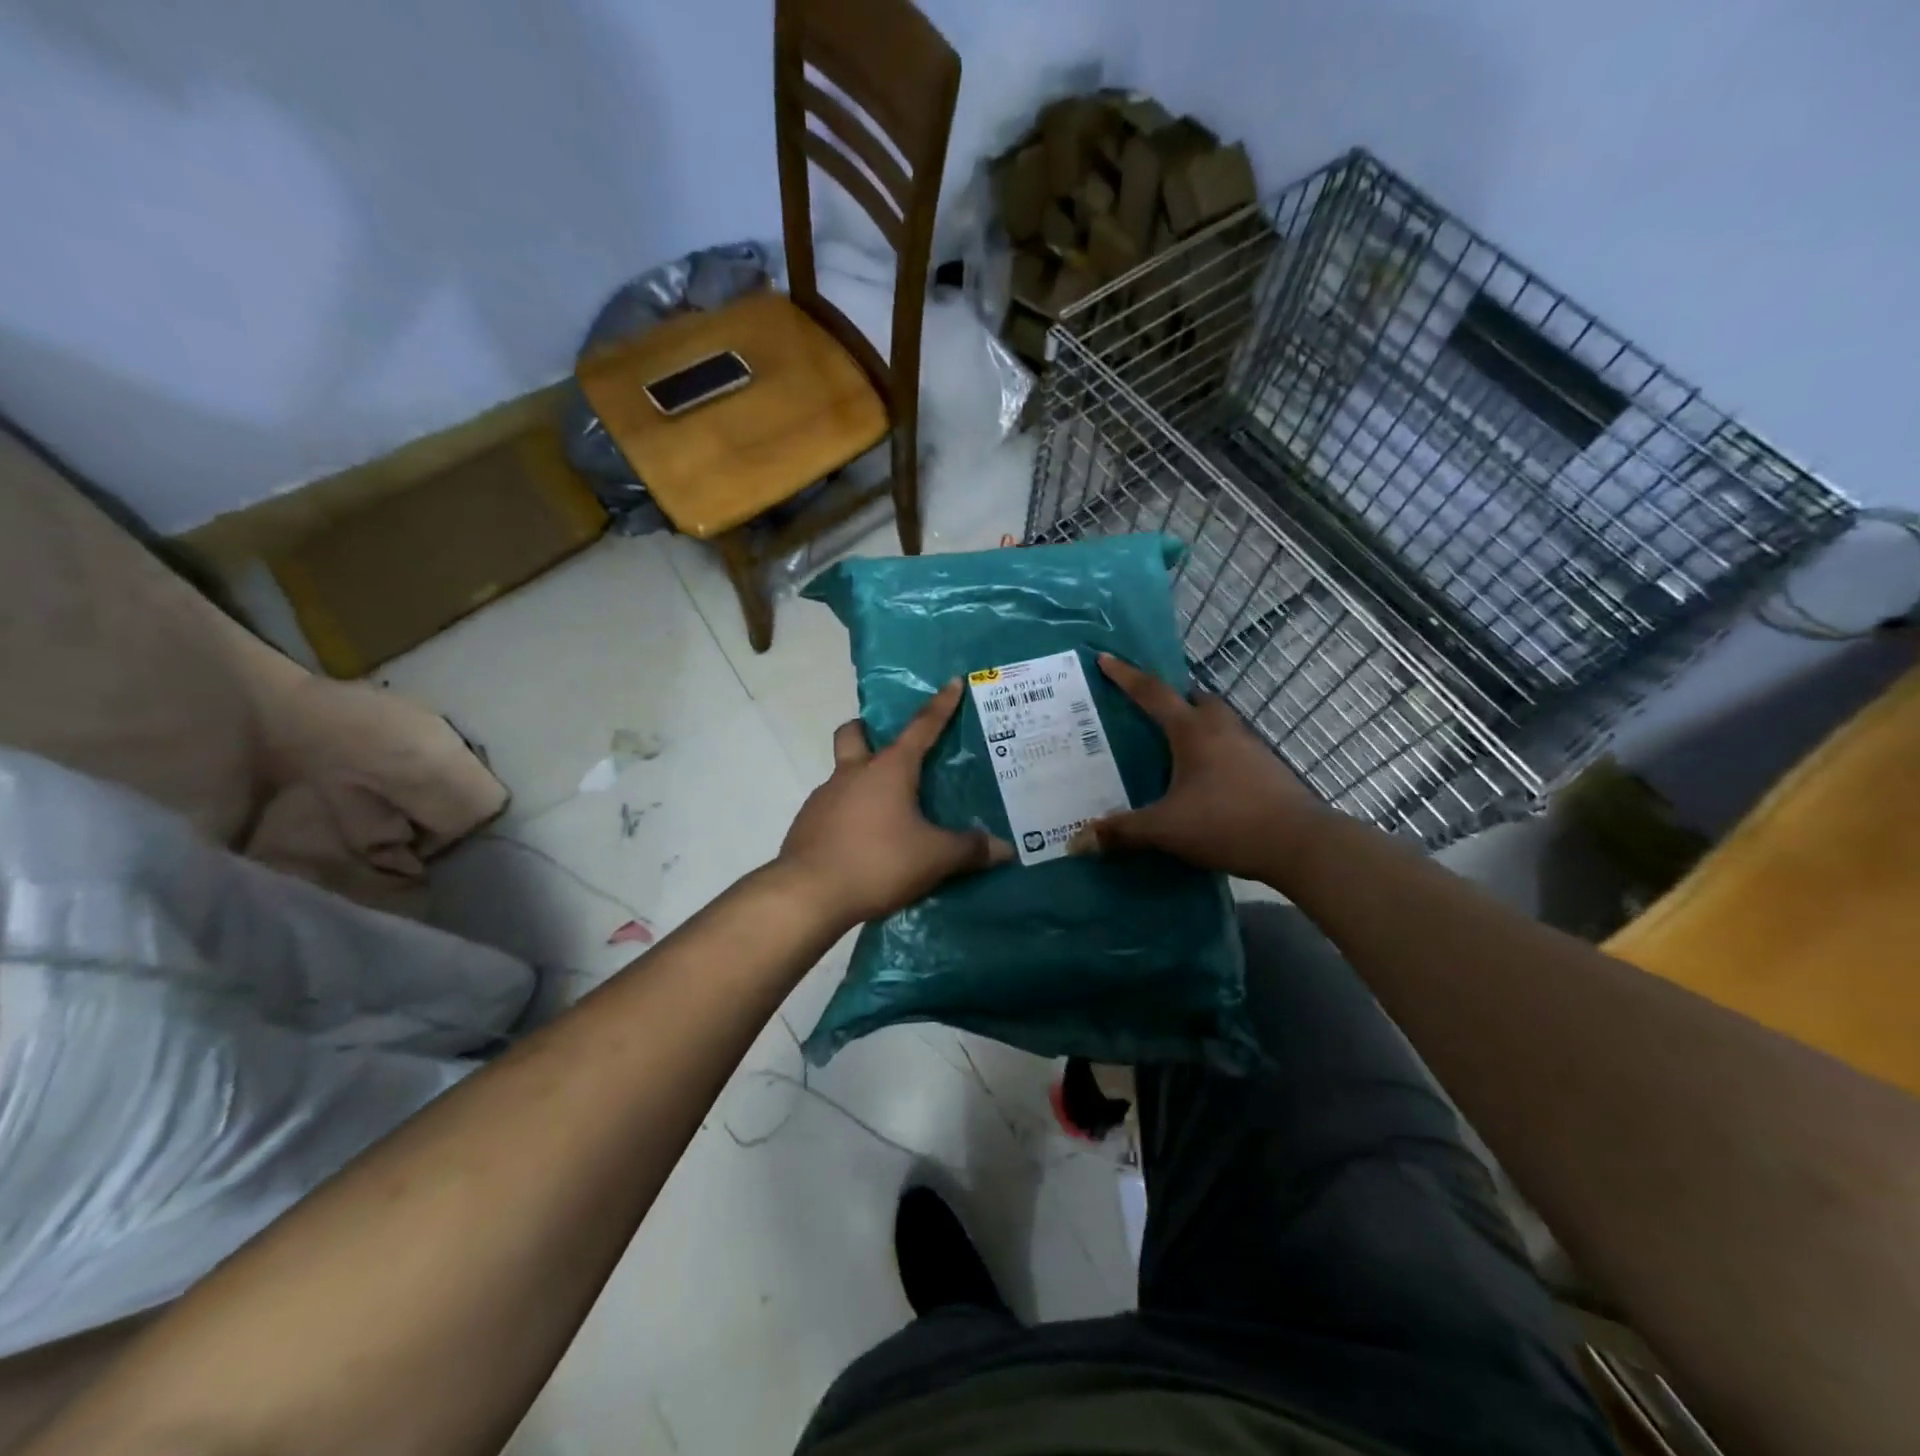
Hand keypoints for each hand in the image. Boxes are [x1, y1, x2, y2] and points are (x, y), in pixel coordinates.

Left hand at [777, 680, 1012, 926]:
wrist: (808, 894)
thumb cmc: (878, 862)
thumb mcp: (934, 858)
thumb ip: (970, 850)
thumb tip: (1005, 849)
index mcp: (889, 769)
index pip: (921, 727)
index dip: (940, 705)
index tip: (952, 682)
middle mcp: (853, 773)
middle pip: (854, 734)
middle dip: (867, 731)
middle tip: (890, 751)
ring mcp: (824, 797)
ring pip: (842, 773)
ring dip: (861, 781)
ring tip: (886, 812)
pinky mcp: (807, 823)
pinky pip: (832, 807)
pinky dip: (848, 814)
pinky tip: (863, 841)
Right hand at [1087, 653, 1331, 884]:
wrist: (1300, 843)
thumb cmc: (1227, 823)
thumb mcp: (1166, 829)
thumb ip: (1122, 832)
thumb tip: (1078, 841)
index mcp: (1193, 732)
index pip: (1152, 694)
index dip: (1125, 676)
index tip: (1105, 659)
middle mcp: (1221, 729)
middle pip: (1193, 699)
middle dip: (1170, 698)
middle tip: (1148, 710)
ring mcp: (1249, 746)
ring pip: (1216, 720)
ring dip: (1195, 722)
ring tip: (1173, 745)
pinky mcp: (1265, 767)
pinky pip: (1231, 744)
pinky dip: (1212, 749)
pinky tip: (1203, 776)